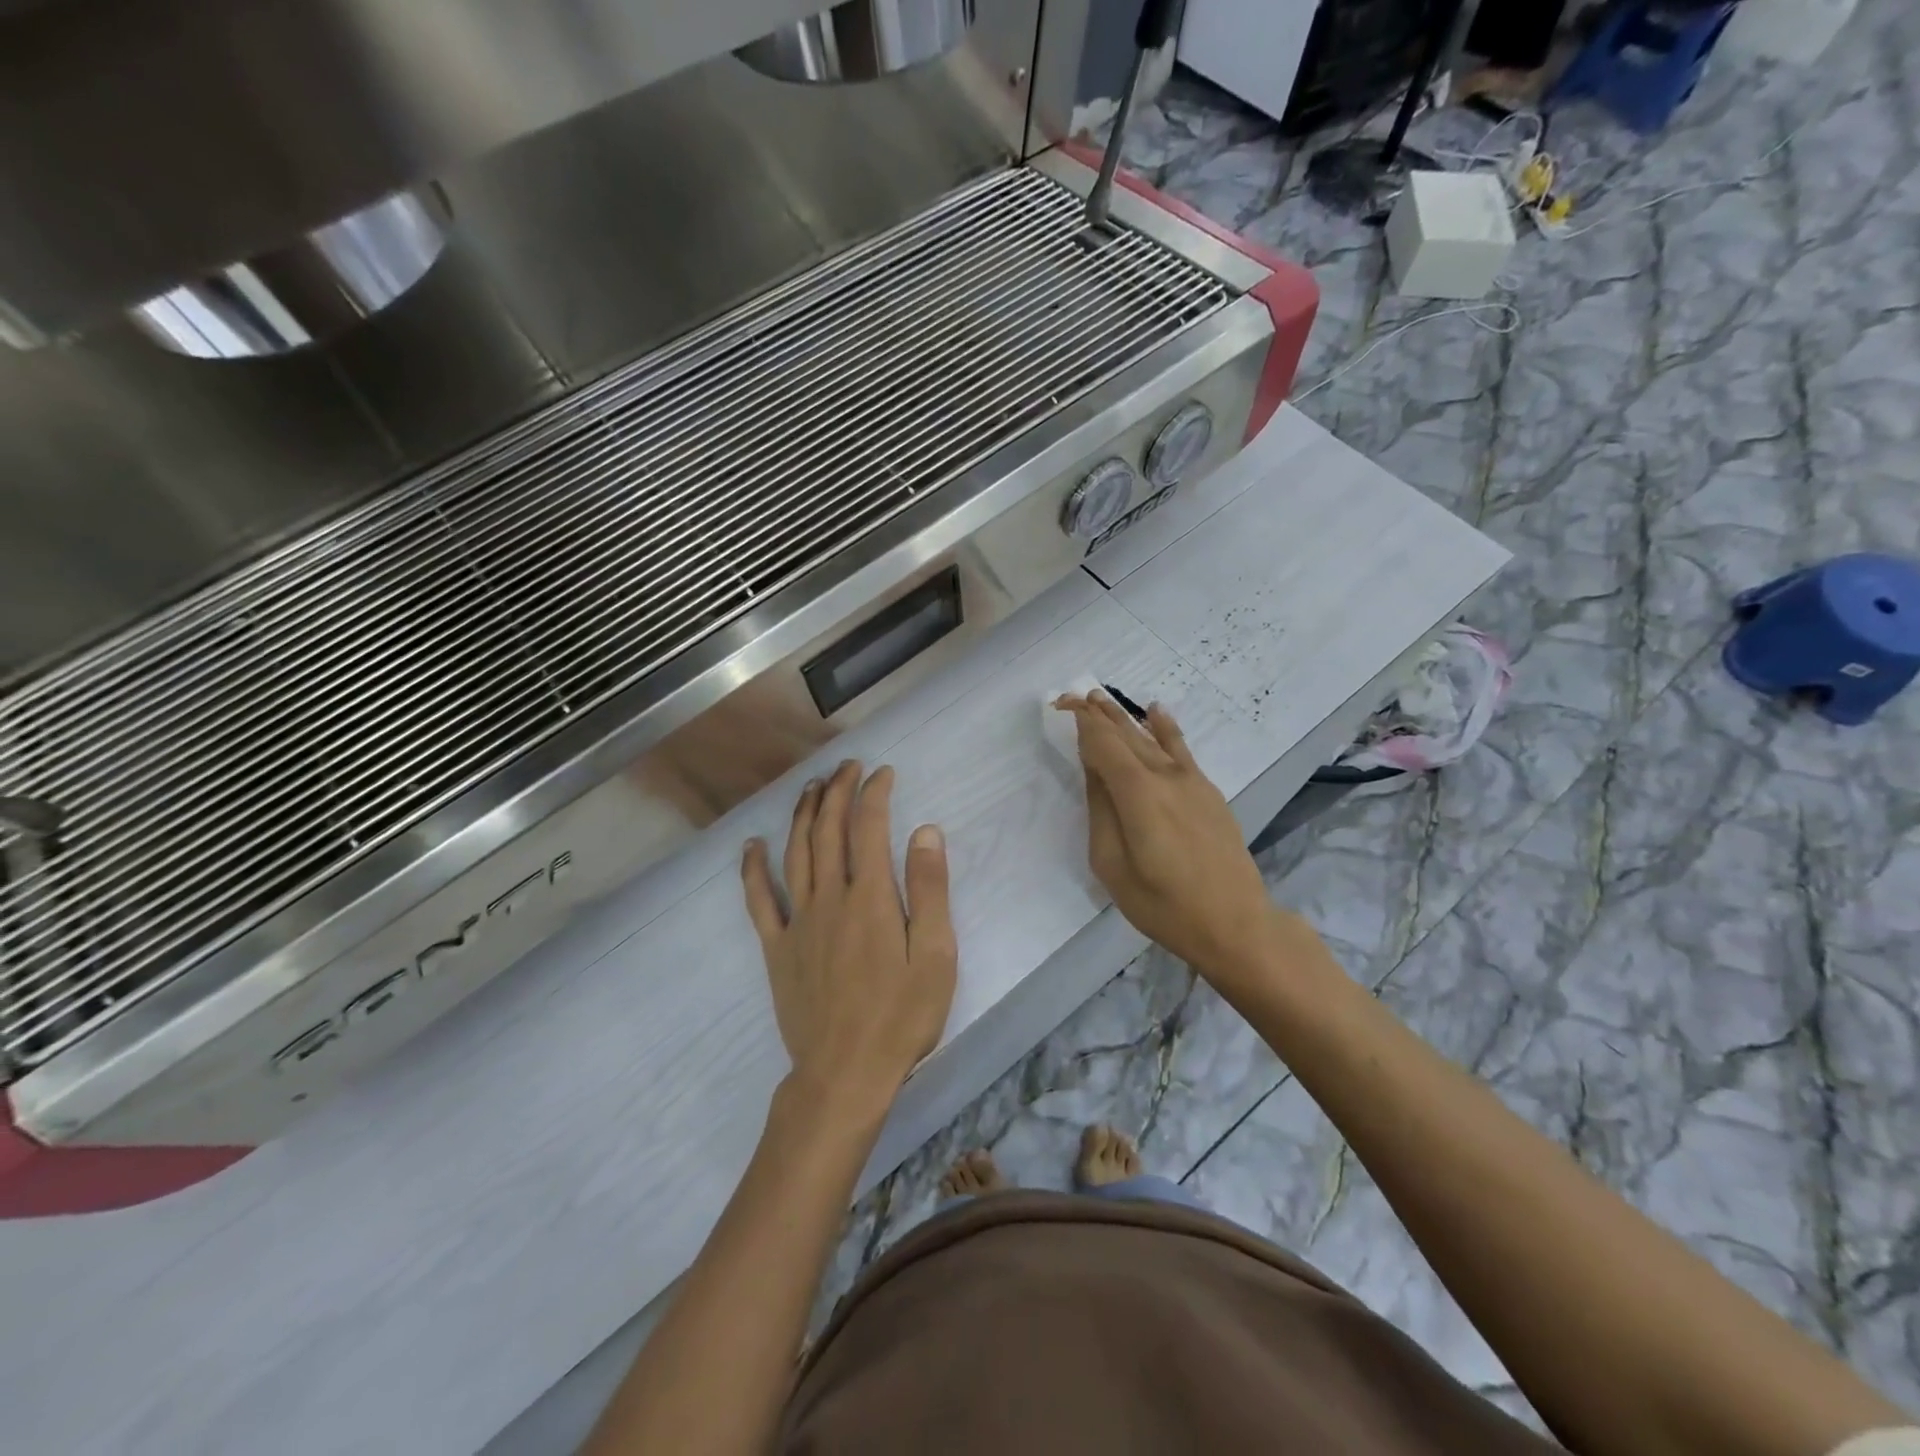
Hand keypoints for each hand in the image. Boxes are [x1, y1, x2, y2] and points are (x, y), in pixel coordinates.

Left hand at [741, 760, 956, 1119]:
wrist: (844, 1074)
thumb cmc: (901, 1017)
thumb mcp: (935, 955)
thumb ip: (930, 890)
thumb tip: (925, 831)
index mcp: (871, 898)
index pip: (869, 827)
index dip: (874, 793)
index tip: (882, 773)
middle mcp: (830, 898)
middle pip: (827, 830)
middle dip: (837, 791)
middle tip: (846, 767)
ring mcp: (798, 922)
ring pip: (795, 853)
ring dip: (801, 815)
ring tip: (810, 788)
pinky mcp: (777, 948)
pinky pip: (759, 900)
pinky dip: (753, 868)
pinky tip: (753, 845)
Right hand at [1057, 692, 1278, 985]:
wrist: (1234, 923)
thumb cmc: (1162, 903)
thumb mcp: (1112, 864)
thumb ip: (1101, 811)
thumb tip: (1094, 771)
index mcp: (1137, 793)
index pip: (1103, 743)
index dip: (1082, 721)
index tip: (1061, 703)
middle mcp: (1165, 776)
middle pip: (1126, 735)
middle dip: (1099, 713)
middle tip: (1076, 694)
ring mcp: (1191, 781)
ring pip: (1151, 738)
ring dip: (1125, 718)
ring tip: (1103, 698)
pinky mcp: (1208, 792)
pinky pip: (1181, 749)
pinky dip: (1166, 728)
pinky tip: (1156, 711)